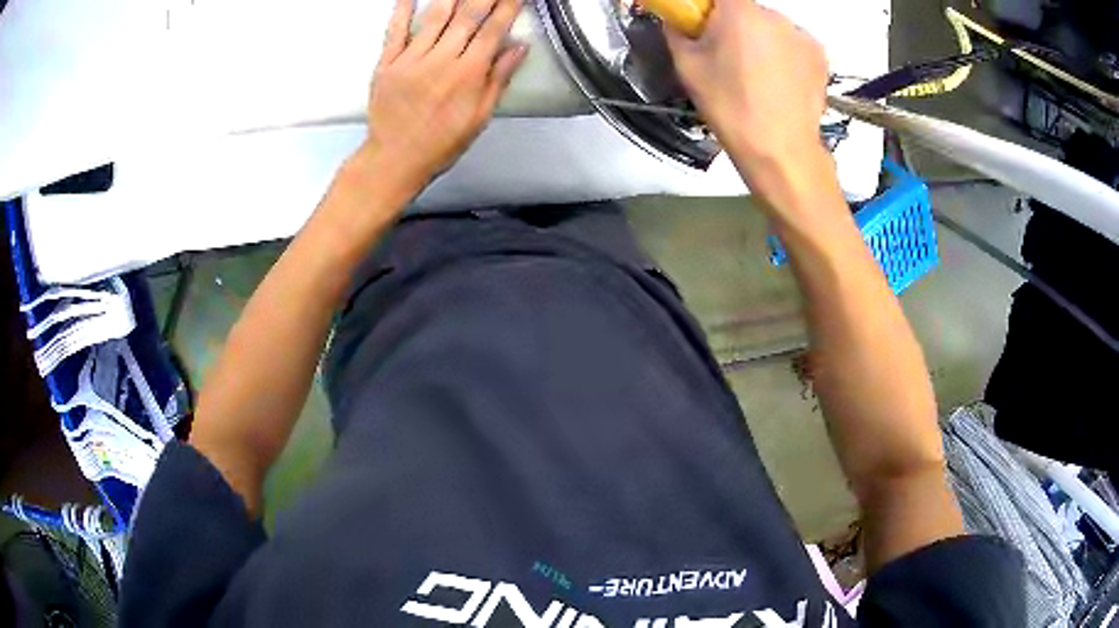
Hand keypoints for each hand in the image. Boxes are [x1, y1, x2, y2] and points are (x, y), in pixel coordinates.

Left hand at [357, 0, 527, 195]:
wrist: (395, 160)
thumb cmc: (440, 143)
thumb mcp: (480, 117)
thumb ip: (498, 79)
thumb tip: (518, 48)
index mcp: (468, 74)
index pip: (493, 29)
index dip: (508, 6)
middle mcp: (441, 60)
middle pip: (467, 15)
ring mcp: (411, 60)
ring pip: (435, 16)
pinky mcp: (387, 64)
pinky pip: (395, 31)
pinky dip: (402, 9)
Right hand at [664, 0, 828, 182]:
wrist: (779, 149)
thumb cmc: (729, 105)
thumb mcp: (687, 66)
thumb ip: (677, 31)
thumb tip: (678, 21)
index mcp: (738, 10)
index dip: (709, 10)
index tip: (703, 27)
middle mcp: (775, 14)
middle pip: (746, 10)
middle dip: (735, 26)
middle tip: (728, 58)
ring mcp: (802, 34)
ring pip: (771, 28)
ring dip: (761, 40)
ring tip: (757, 76)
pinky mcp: (820, 55)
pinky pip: (793, 45)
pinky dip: (785, 55)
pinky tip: (779, 81)